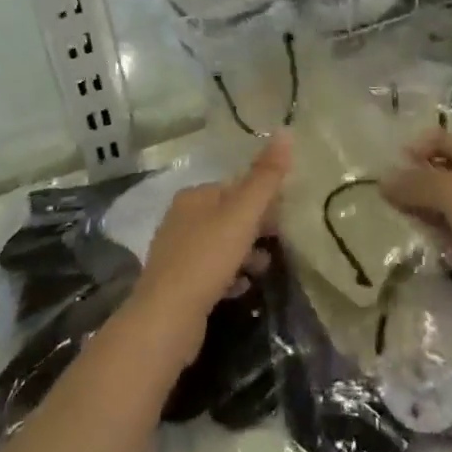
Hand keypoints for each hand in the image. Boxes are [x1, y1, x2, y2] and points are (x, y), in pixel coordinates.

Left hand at [125, 133, 290, 366]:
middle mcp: (181, 219)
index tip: (285, 217)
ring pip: (221, 245)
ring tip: (263, 269)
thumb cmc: (206, 259)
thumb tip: (286, 131)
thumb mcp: (242, 214)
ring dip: (245, 254)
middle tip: (279, 243)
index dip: (262, 199)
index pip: (235, 187)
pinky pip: (211, 273)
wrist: (166, 320)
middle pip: (228, 216)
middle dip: (256, 228)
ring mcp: (176, 254)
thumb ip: (265, 177)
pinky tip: (242, 289)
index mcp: (194, 197)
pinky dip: (230, 277)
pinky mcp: (177, 286)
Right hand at [384, 127, 451, 282]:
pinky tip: (440, 244)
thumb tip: (384, 179)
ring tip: (413, 224)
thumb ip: (416, 184)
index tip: (390, 172)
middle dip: (420, 183)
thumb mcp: (451, 193)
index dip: (414, 150)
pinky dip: (450, 230)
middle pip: (447, 169)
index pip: (440, 139)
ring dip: (433, 210)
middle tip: (395, 203)